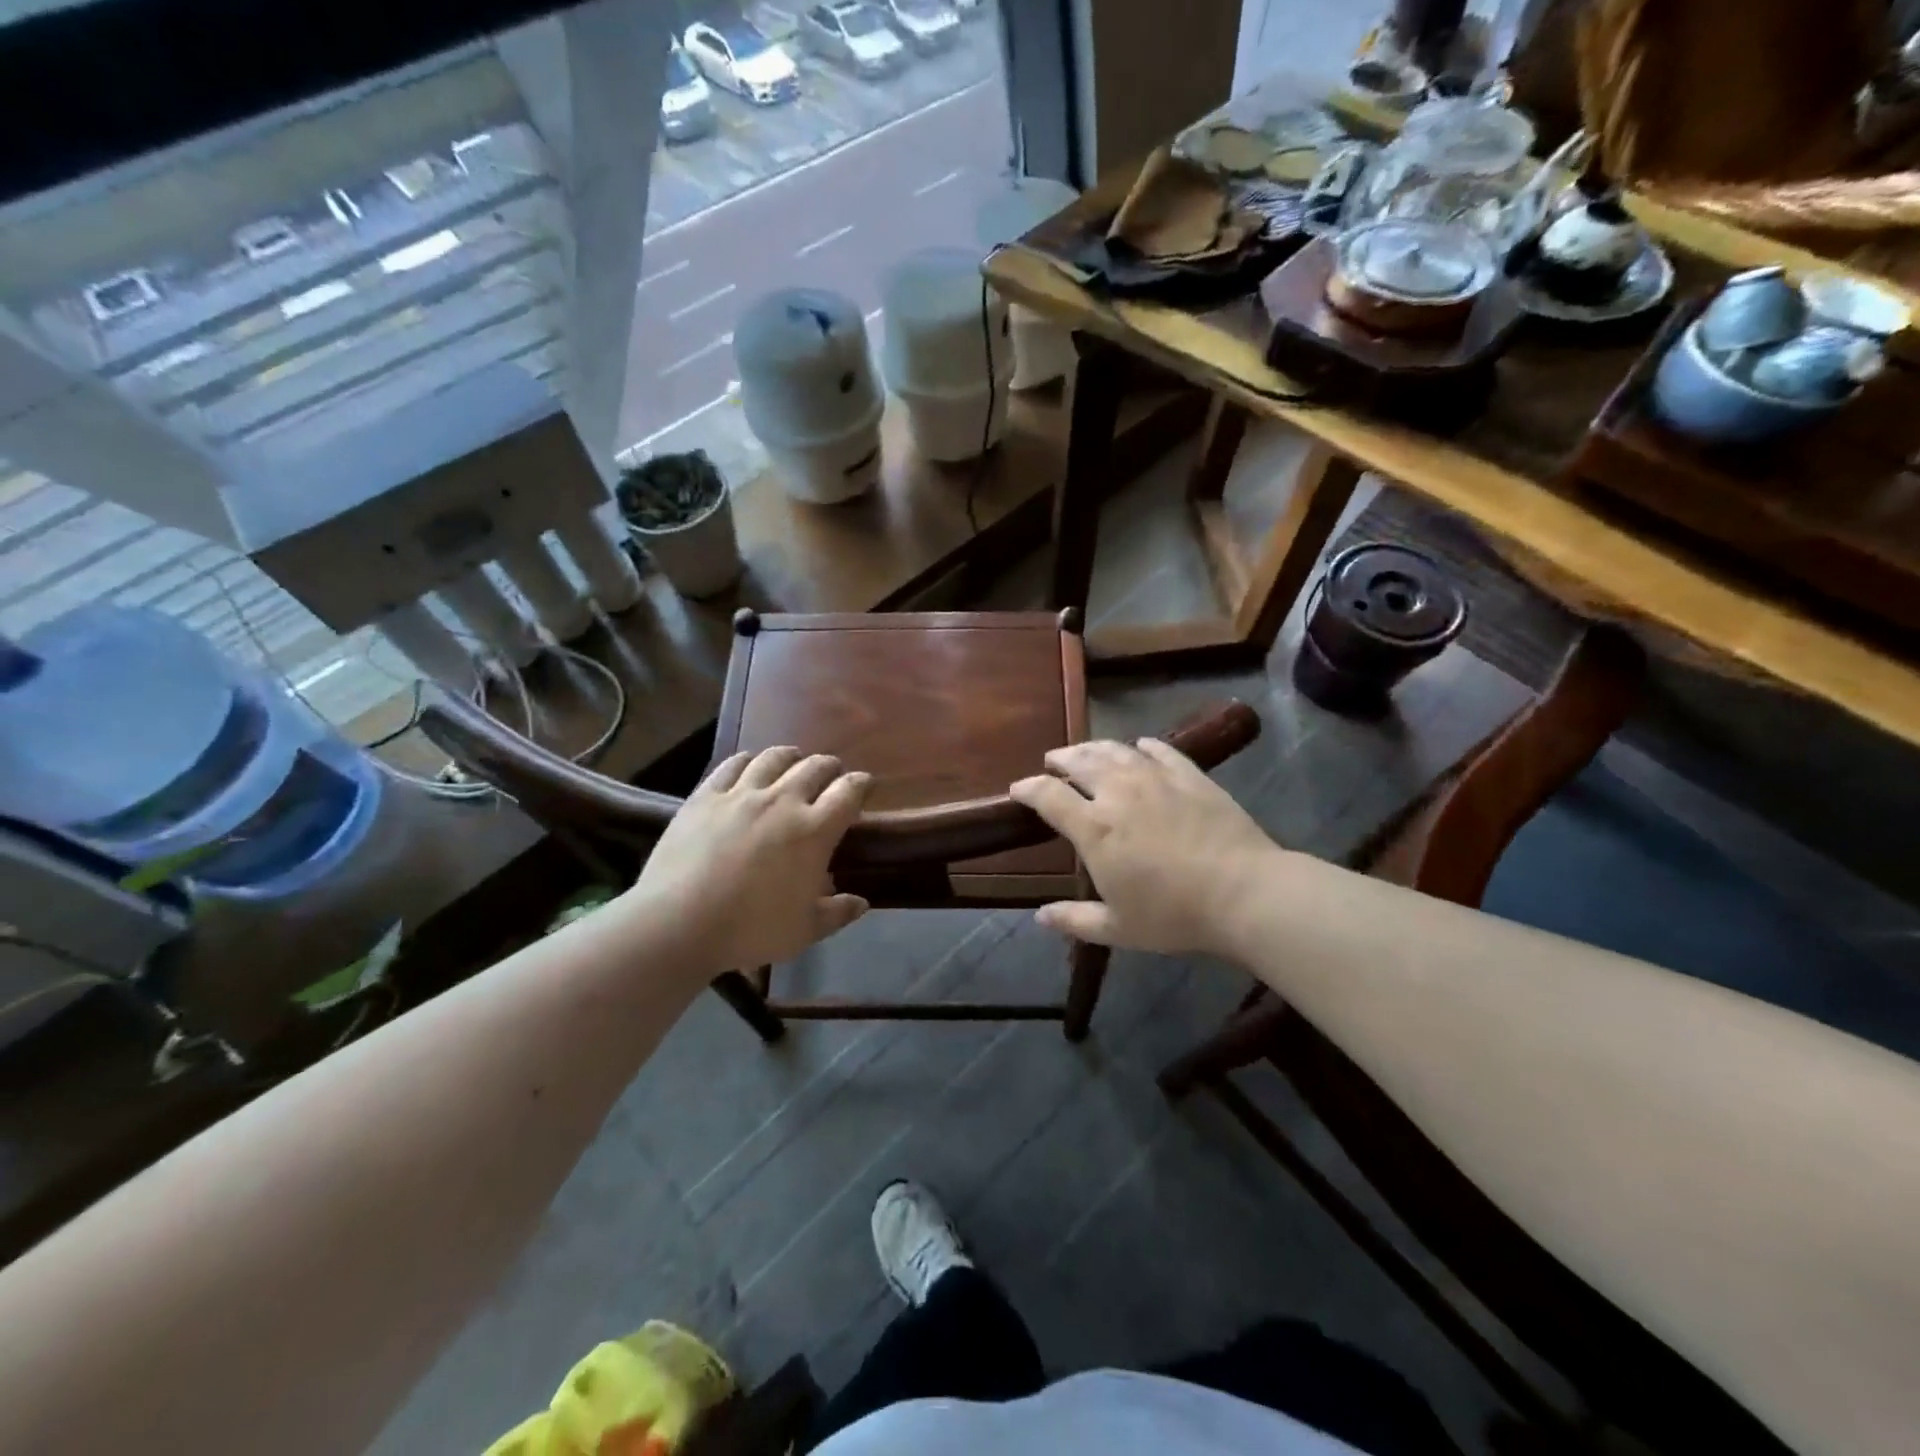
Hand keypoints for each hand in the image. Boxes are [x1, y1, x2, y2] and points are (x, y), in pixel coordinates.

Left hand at [626, 747, 871, 975]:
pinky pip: (733, 764)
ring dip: (792, 757)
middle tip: (831, 776)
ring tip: (794, 761)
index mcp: (814, 830)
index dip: (861, 784)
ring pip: (775, 757)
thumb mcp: (804, 930)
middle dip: (830, 767)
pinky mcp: (706, 795)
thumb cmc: (750, 929)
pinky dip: (749, 760)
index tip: (865, 786)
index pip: (849, 791)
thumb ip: (837, 914)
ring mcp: (742, 793)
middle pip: (815, 767)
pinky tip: (750, 765)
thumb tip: (862, 902)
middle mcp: (783, 800)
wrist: (678, 923)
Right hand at [1009, 738, 1281, 957]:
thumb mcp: (1118, 928)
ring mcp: (1156, 778)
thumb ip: (1075, 920)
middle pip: (1080, 761)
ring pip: (1116, 750)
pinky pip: (1161, 750)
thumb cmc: (1174, 915)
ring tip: (1086, 750)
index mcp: (1094, 828)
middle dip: (1060, 758)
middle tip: (1053, 761)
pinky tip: (1141, 746)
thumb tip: (1040, 917)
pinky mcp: (1191, 775)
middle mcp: (1119, 792)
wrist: (1244, 893)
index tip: (1018, 789)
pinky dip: (1144, 746)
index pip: (1048, 795)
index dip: (1027, 788)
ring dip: (1094, 747)